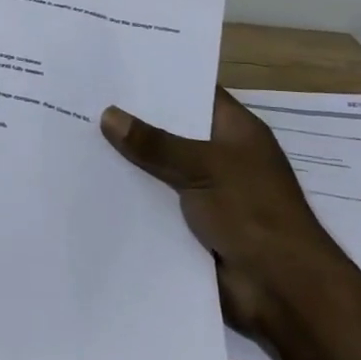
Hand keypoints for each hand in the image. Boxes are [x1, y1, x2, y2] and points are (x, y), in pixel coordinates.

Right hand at [100, 88, 345, 331]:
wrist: (283, 291)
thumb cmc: (253, 213)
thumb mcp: (204, 167)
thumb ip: (155, 143)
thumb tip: (108, 115)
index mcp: (236, 131)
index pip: (195, 93)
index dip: (160, 80)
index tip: (117, 68)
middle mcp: (220, 156)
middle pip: (171, 129)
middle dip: (134, 119)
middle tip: (84, 99)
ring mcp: (206, 191)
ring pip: (159, 166)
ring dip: (128, 160)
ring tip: (77, 135)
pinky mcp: (192, 223)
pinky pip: (155, 200)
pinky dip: (131, 194)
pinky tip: (92, 181)